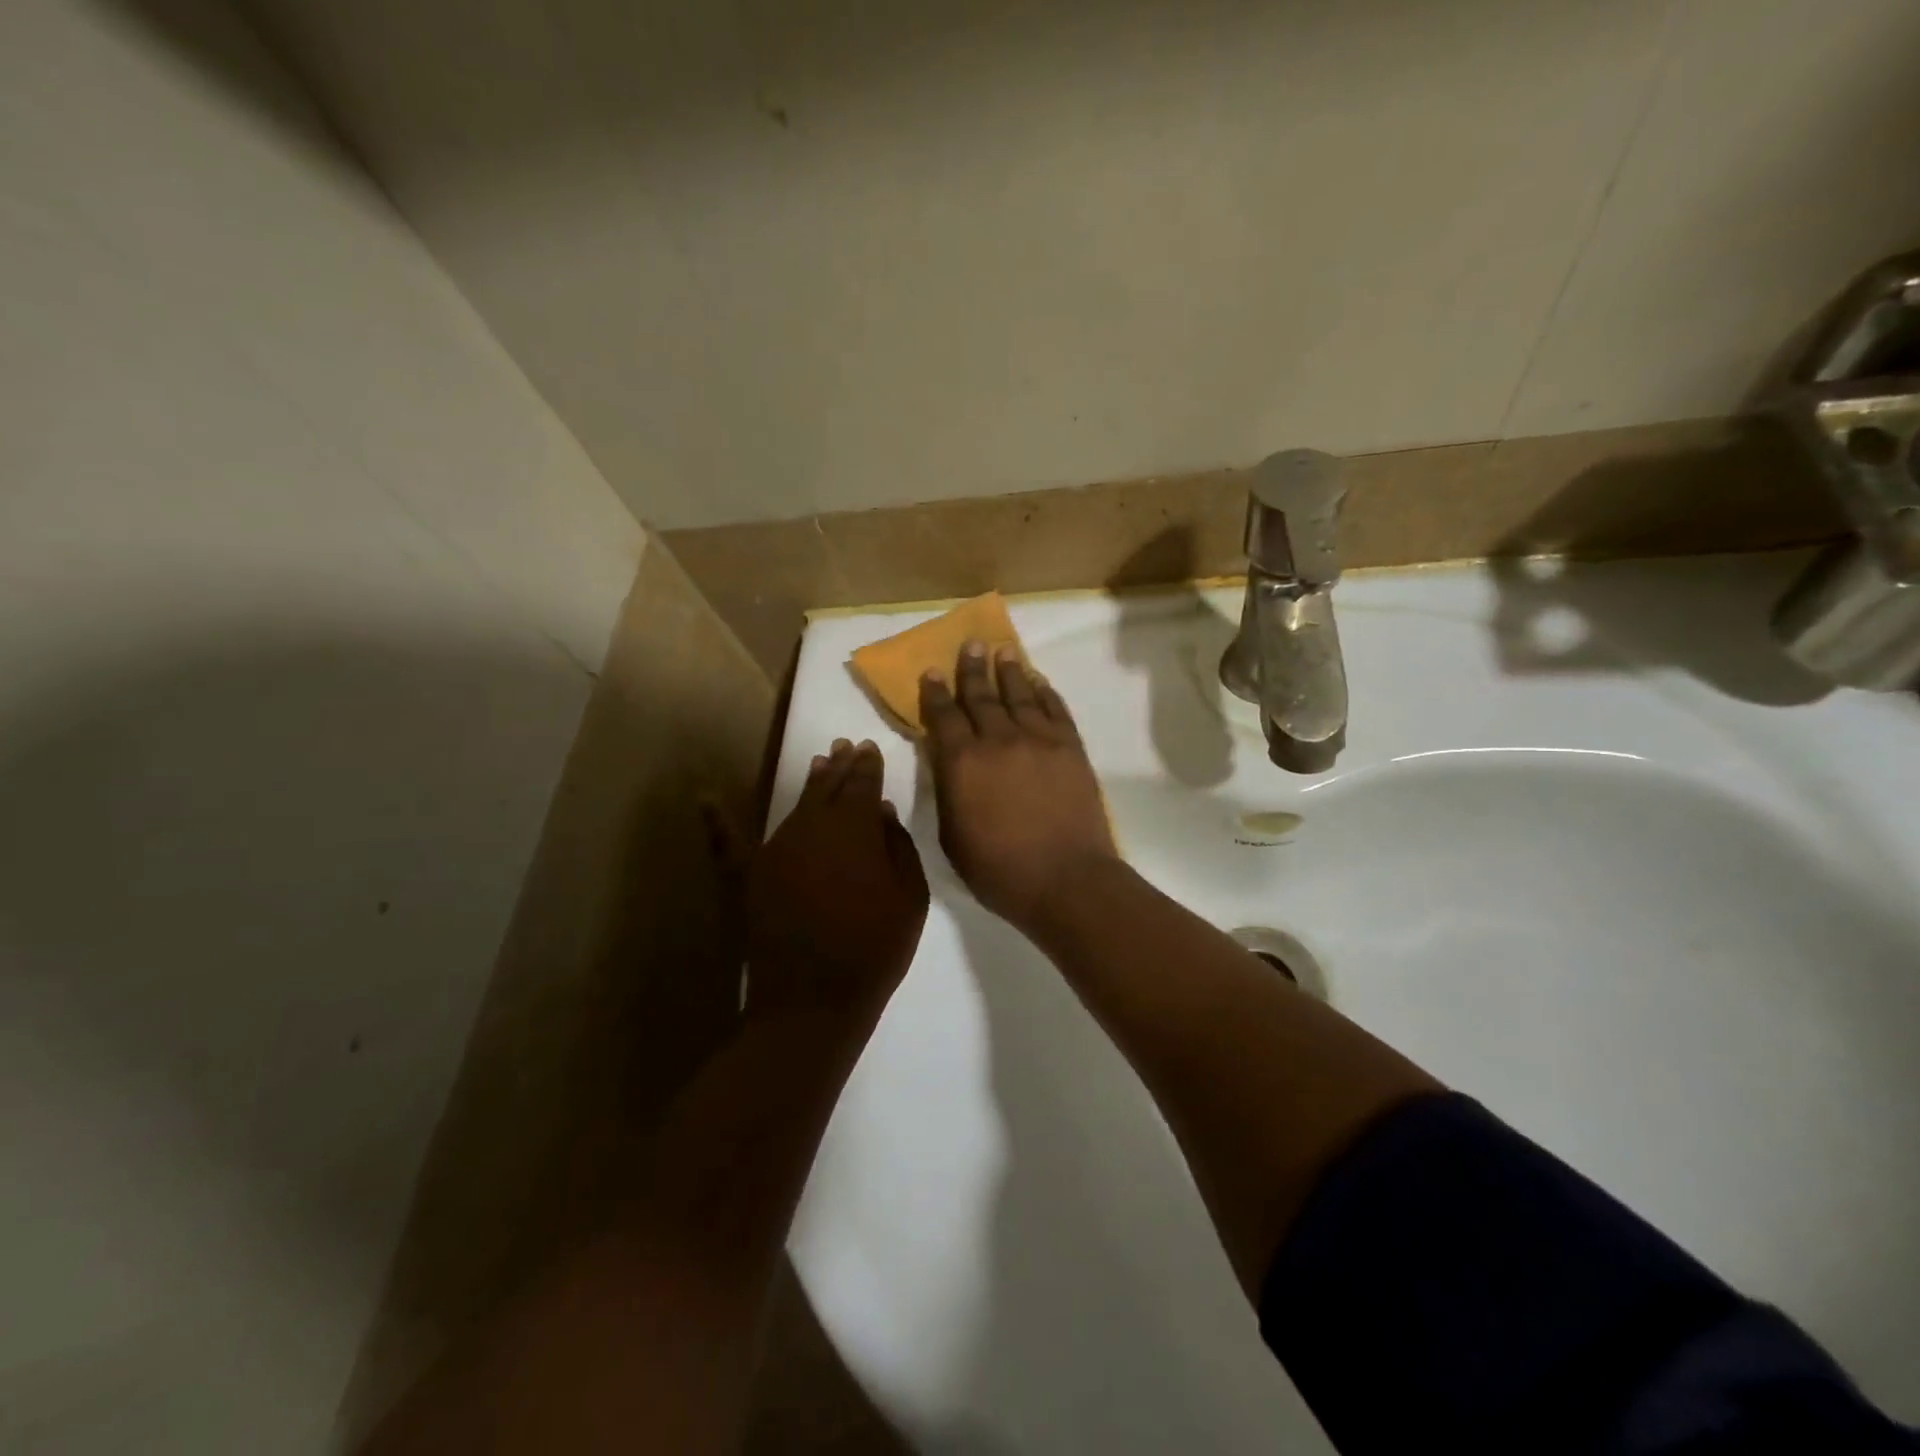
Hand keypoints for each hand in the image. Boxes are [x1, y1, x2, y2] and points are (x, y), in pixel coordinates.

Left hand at [743, 739, 928, 1020]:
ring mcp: (775, 850)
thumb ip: (898, 846)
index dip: (868, 765)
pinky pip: (729, 844)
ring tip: (818, 764)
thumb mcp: (910, 897)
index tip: (869, 747)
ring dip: (809, 784)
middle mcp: (812, 827)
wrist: (814, 1000)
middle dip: (840, 766)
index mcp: (855, 828)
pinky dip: (717, 822)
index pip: (863, 783)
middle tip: (845, 746)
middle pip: (828, 788)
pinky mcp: (748, 877)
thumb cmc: (874, 949)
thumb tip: (881, 810)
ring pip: (794, 806)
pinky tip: (704, 799)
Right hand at [920, 642, 1118, 931]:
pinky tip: (1039, 682)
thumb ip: (948, 791)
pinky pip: (1056, 710)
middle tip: (970, 644)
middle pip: (982, 696)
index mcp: (963, 762)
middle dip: (973, 670)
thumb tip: (946, 761)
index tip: (933, 671)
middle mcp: (999, 740)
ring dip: (1009, 672)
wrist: (1066, 879)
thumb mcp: (952, 837)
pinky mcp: (1071, 748)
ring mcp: (1040, 740)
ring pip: (1021, 695)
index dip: (937, 692)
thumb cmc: (999, 869)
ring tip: (1003, 652)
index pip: (945, 716)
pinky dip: (1046, 692)